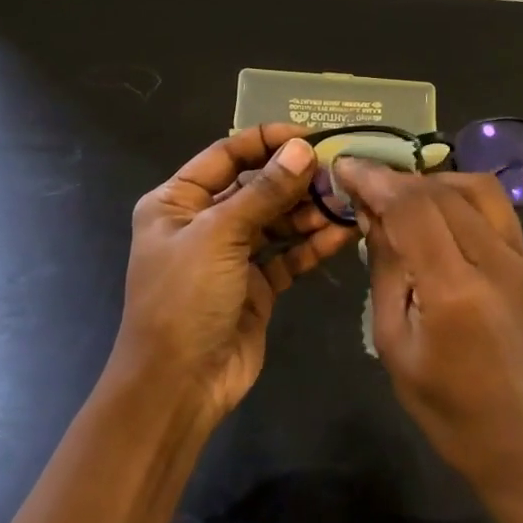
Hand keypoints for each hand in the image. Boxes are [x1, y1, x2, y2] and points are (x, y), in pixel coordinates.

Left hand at [116, 124, 357, 420]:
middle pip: (255, 187)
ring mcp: (230, 255)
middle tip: (338, 173)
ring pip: (276, 220)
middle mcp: (202, 223)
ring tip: (345, 202)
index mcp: (177, 201)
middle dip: (295, 179)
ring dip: (309, 211)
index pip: (226, 155)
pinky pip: (288, 255)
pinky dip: (313, 244)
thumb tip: (302, 150)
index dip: (267, 141)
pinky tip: (344, 233)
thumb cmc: (185, 299)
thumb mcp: (219, 237)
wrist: (178, 386)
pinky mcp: (256, 285)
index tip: (311, 136)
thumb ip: (264, 192)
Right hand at [333, 161, 522, 511]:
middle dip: (395, 177)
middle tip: (362, 181)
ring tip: (398, 193)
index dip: (374, 180)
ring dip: (431, 180)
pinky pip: (496, 206)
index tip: (344, 166)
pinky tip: (436, 207)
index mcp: (454, 291)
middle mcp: (494, 262)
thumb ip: (386, 270)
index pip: (411, 208)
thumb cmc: (448, 409)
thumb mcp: (396, 345)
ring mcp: (520, 259)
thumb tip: (371, 214)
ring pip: (474, 187)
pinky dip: (460, 193)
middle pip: (440, 191)